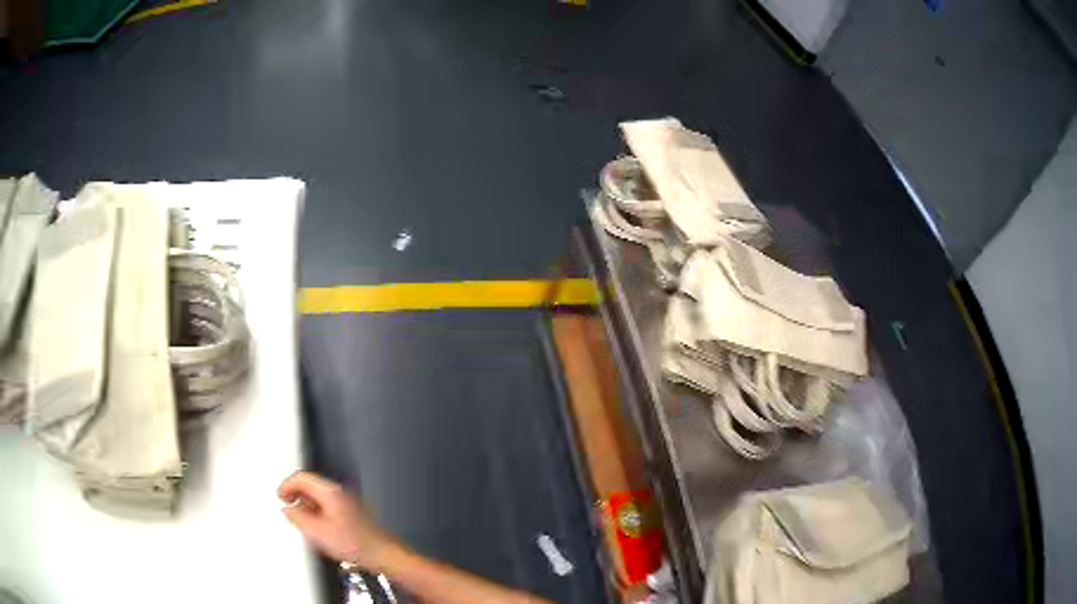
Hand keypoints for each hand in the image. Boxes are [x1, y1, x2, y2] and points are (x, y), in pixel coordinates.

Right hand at [278, 471, 398, 570]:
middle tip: (288, 508)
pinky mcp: (350, 512)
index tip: (280, 497)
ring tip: (302, 521)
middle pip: (310, 485)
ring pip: (318, 496)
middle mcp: (339, 492)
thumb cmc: (353, 543)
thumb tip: (288, 509)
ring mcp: (346, 501)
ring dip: (306, 505)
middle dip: (296, 495)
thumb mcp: (317, 532)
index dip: (287, 485)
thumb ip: (297, 518)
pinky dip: (317, 511)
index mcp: (330, 492)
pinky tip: (317, 527)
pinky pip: (327, 505)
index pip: (302, 477)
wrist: (381, 553)